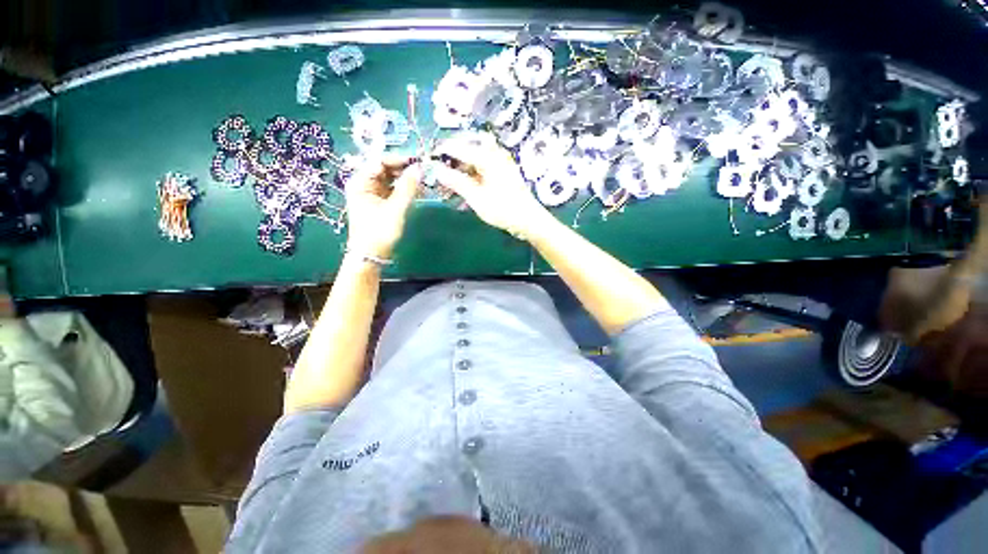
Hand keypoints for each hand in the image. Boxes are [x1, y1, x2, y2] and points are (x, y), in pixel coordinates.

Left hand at [345, 155, 421, 258]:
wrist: (372, 255)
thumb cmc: (380, 231)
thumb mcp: (396, 208)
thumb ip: (408, 187)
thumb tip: (419, 167)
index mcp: (361, 182)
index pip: (380, 161)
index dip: (399, 159)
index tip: (419, 162)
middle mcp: (364, 184)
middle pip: (385, 169)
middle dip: (404, 169)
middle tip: (423, 171)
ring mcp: (372, 193)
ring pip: (391, 179)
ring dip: (406, 179)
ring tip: (422, 180)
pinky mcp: (380, 202)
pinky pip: (393, 189)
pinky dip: (404, 188)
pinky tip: (416, 189)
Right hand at [431, 132, 549, 239]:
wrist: (528, 220)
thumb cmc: (502, 209)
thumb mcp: (476, 197)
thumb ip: (456, 181)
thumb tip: (436, 170)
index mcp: (488, 157)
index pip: (459, 147)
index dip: (443, 152)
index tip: (429, 159)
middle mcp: (495, 154)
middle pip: (469, 147)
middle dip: (454, 156)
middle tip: (441, 167)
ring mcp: (501, 163)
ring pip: (477, 156)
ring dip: (463, 164)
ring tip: (452, 177)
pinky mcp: (504, 173)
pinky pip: (484, 166)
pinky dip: (473, 171)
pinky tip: (466, 182)